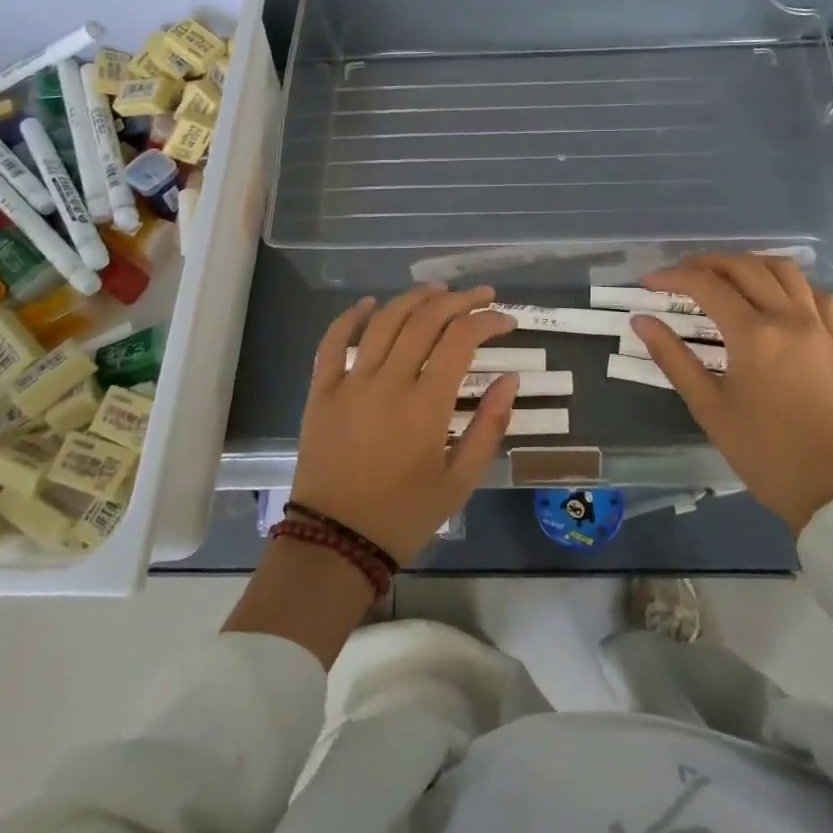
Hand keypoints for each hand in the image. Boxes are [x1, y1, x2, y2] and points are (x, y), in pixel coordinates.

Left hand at [290, 284, 518, 563]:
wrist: (335, 543)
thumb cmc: (404, 515)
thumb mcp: (460, 481)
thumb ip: (489, 426)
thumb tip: (510, 379)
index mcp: (425, 405)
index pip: (461, 340)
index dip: (487, 320)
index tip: (506, 320)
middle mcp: (388, 382)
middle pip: (425, 320)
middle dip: (458, 300)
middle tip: (480, 295)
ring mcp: (350, 383)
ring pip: (384, 322)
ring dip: (413, 299)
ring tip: (437, 290)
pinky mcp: (322, 391)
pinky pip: (332, 343)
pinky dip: (351, 317)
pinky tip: (369, 303)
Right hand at [631, 255, 832, 532]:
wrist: (829, 488)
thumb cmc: (762, 451)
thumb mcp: (708, 407)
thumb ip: (672, 358)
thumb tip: (641, 321)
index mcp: (754, 335)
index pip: (706, 286)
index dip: (672, 276)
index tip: (648, 281)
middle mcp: (789, 318)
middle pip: (745, 267)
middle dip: (707, 263)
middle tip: (680, 276)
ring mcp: (820, 327)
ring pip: (785, 270)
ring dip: (750, 264)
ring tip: (726, 277)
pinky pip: (818, 294)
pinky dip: (792, 284)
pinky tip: (777, 298)